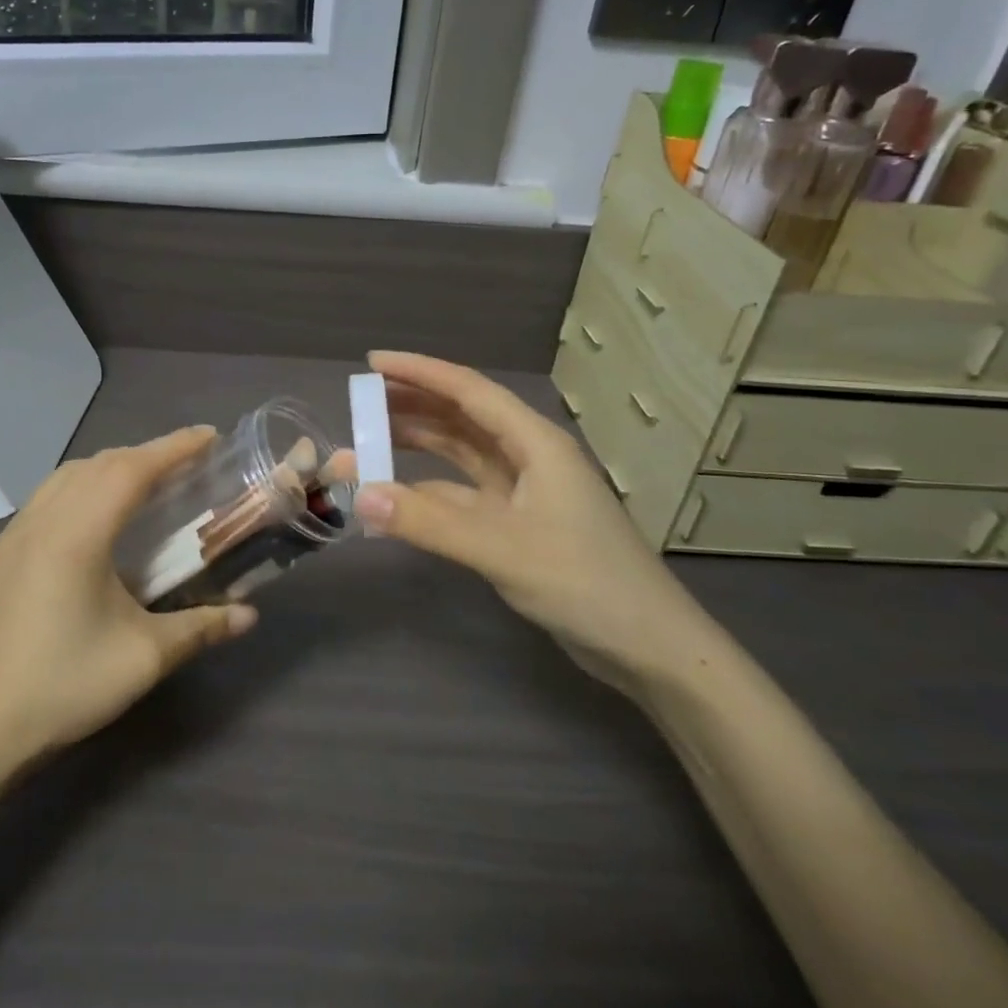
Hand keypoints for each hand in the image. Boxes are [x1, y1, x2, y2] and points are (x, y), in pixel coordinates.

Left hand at [0, 428, 256, 763]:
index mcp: (78, 536)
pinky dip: (84, 483)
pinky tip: (99, 511)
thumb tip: (251, 616)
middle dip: (149, 453)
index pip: (131, 471)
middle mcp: (43, 520)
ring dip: (114, 466)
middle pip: (102, 464)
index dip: (173, 448)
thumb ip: (203, 627)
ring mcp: (16, 532)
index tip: (209, 436)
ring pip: (70, 474)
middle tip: (190, 461)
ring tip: (150, 480)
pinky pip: (49, 494)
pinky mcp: (3, 550)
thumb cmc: (70, 684)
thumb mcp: (146, 657)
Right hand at [352, 351, 710, 685]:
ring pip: (461, 454)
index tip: (372, 361)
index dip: (419, 372)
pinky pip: (463, 494)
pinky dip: (429, 492)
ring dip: (418, 446)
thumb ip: (429, 522)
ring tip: (369, 440)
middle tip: (360, 402)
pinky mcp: (518, 526)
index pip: (468, 390)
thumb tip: (360, 496)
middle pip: (462, 417)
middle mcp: (529, 457)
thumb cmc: (584, 583)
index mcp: (535, 443)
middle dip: (412, 405)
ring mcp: (525, 493)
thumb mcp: (502, 549)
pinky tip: (398, 497)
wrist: (648, 646)